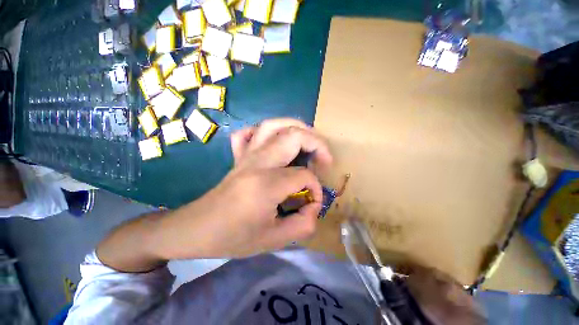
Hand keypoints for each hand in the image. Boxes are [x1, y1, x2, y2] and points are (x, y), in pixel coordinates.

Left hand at [154, 119, 332, 258]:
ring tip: (309, 140)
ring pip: (274, 125)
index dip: (316, 189)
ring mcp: (246, 155)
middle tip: (325, 160)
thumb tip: (314, 206)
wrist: (196, 229)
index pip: (304, 176)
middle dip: (317, 144)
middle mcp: (257, 162)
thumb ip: (302, 225)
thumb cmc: (232, 238)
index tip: (313, 204)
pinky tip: (274, 141)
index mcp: (266, 184)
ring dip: (297, 127)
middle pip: (294, 136)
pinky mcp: (239, 155)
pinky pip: (250, 132)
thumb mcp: (273, 241)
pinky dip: (266, 131)